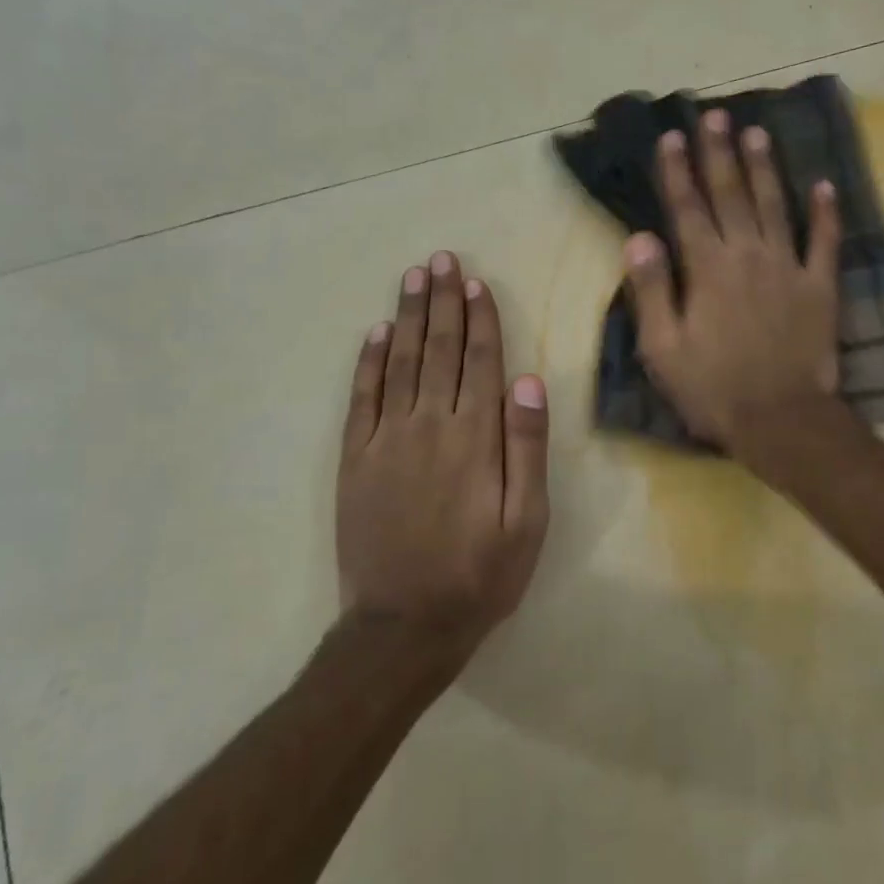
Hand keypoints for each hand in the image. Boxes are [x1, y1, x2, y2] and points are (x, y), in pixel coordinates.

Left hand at [336, 252, 549, 660]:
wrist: (404, 625)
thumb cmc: (480, 574)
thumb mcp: (527, 521)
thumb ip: (527, 448)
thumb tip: (529, 381)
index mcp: (475, 437)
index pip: (479, 361)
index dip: (479, 318)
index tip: (475, 281)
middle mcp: (428, 425)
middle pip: (437, 349)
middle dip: (441, 301)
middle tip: (440, 259)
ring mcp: (385, 440)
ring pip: (398, 363)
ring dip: (406, 317)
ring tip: (412, 278)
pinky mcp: (354, 460)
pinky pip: (361, 398)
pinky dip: (367, 362)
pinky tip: (373, 333)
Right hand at [623, 110, 841, 453]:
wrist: (781, 420)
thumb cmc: (713, 389)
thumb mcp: (663, 349)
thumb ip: (652, 290)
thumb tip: (638, 237)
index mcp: (707, 269)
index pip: (687, 208)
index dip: (677, 171)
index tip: (671, 137)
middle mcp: (748, 256)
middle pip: (731, 195)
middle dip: (720, 153)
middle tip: (715, 116)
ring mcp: (789, 268)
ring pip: (776, 206)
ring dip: (765, 168)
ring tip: (757, 133)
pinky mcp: (821, 287)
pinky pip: (826, 242)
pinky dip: (827, 213)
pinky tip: (825, 185)